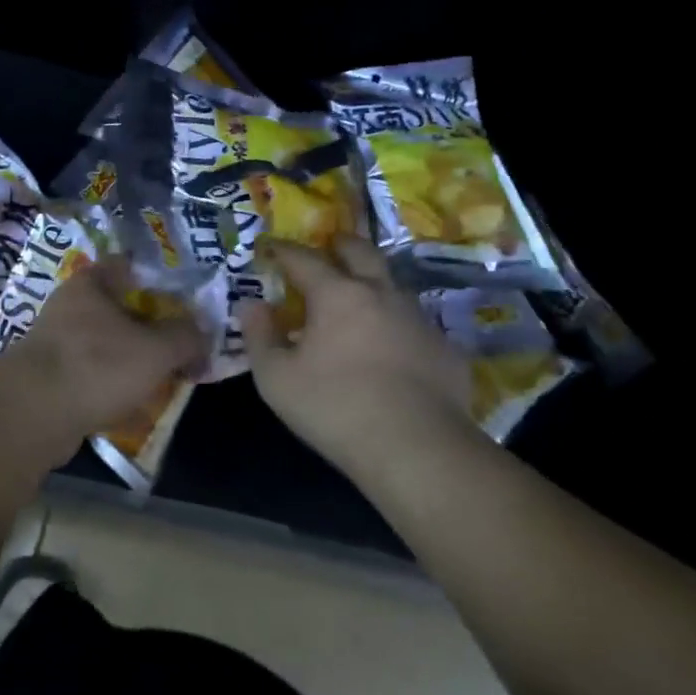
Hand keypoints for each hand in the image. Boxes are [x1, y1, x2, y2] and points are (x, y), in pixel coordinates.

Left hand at [0, 255, 207, 451]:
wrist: (31, 416)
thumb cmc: (97, 366)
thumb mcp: (156, 350)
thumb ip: (186, 338)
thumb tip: (203, 337)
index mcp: (92, 282)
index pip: (131, 265)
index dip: (161, 280)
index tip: (186, 301)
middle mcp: (70, 305)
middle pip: (121, 307)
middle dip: (150, 327)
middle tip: (180, 346)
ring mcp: (56, 342)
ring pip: (106, 343)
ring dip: (131, 359)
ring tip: (162, 379)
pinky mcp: (49, 377)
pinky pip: (91, 375)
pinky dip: (111, 386)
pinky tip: (131, 405)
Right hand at [238, 238, 475, 481]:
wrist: (418, 449)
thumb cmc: (335, 408)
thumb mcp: (277, 379)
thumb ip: (259, 336)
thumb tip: (251, 304)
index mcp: (337, 294)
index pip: (305, 258)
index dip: (284, 250)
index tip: (271, 247)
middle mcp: (381, 293)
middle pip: (361, 252)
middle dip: (341, 244)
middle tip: (330, 245)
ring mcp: (419, 318)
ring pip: (393, 284)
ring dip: (373, 281)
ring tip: (360, 296)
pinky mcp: (445, 348)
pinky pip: (415, 323)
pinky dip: (397, 323)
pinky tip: (393, 346)